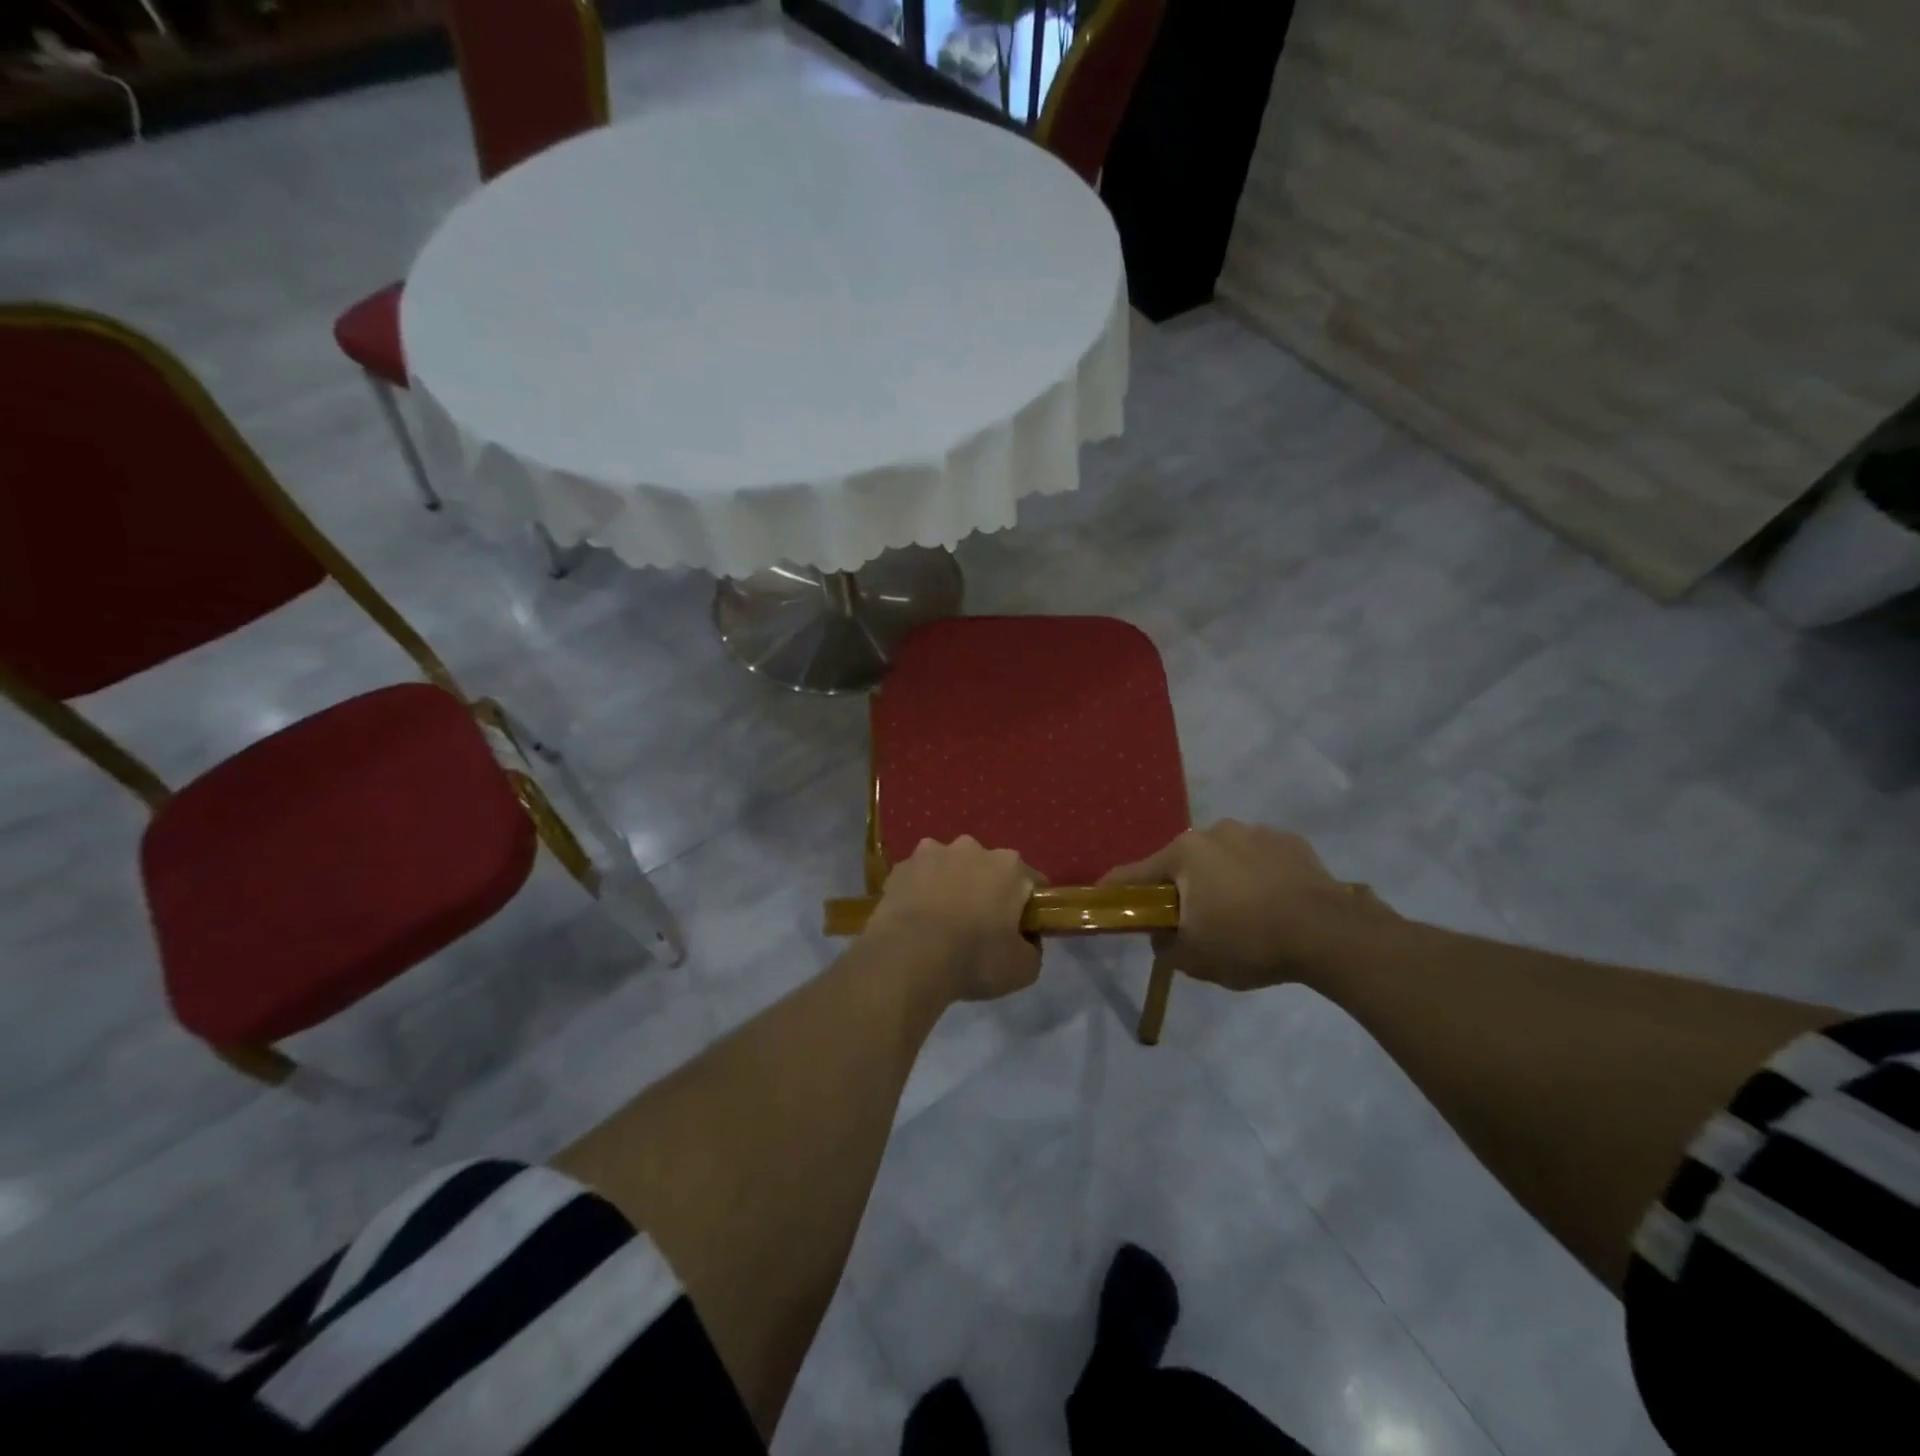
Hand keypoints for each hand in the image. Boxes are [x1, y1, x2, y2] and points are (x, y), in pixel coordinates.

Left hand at [864, 837, 1042, 1002]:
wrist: (908, 957)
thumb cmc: (974, 958)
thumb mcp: (1023, 969)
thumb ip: (1032, 948)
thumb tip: (1025, 939)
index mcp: (1009, 866)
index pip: (1031, 882)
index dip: (1028, 907)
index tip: (1021, 930)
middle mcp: (972, 848)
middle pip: (987, 869)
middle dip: (985, 891)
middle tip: (979, 927)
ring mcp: (932, 852)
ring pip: (949, 868)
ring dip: (949, 886)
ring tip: (941, 923)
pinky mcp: (900, 867)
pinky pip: (918, 878)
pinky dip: (919, 892)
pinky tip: (915, 920)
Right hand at [1101, 821, 1394, 991]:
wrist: (1330, 933)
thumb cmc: (1249, 941)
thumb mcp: (1194, 958)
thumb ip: (1165, 946)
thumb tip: (1161, 936)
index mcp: (1183, 854)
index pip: (1134, 874)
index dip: (1115, 890)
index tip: (1103, 898)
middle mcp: (1213, 832)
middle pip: (1182, 864)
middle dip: (1182, 889)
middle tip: (1193, 922)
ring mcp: (1255, 832)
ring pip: (1222, 859)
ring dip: (1221, 880)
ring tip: (1242, 914)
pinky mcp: (1290, 841)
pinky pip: (1259, 859)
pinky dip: (1256, 876)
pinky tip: (1272, 903)